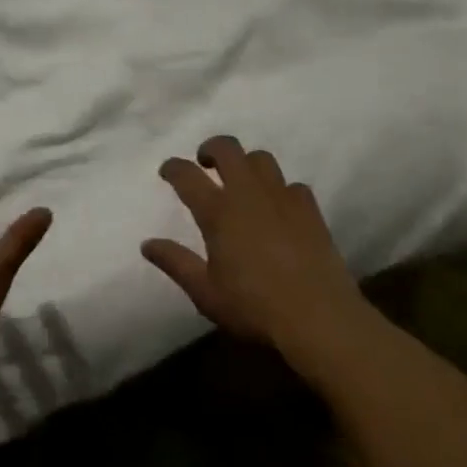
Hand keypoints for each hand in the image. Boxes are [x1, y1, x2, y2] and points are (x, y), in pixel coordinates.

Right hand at [142, 135, 366, 376]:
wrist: (320, 318)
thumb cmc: (255, 307)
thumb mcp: (206, 293)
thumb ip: (176, 263)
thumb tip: (147, 244)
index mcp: (218, 210)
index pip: (186, 174)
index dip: (173, 167)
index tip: (167, 171)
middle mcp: (247, 192)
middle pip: (227, 148)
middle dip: (212, 148)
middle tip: (206, 163)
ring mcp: (281, 197)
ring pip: (261, 159)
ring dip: (247, 164)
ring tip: (243, 182)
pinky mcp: (309, 209)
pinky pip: (293, 185)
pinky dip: (282, 191)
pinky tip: (281, 208)